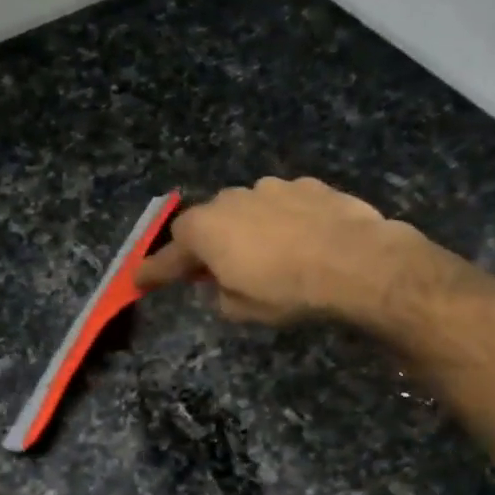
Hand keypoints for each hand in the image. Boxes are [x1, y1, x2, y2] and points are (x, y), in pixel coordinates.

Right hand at [134, 176, 435, 325]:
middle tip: (212, 272)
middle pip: (206, 224)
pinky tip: (299, 241)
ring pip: (245, 210)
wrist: (355, 262)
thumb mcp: (241, 309)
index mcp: (205, 230)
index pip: (169, 256)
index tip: (139, 282)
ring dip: (245, 231)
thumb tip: (221, 284)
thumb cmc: (286, 291)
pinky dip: (280, 222)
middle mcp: (231, 199)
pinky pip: (281, 205)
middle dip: (205, 246)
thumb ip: (219, 294)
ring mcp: (271, 187)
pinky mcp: (307, 185)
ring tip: (265, 256)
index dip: (154, 272)